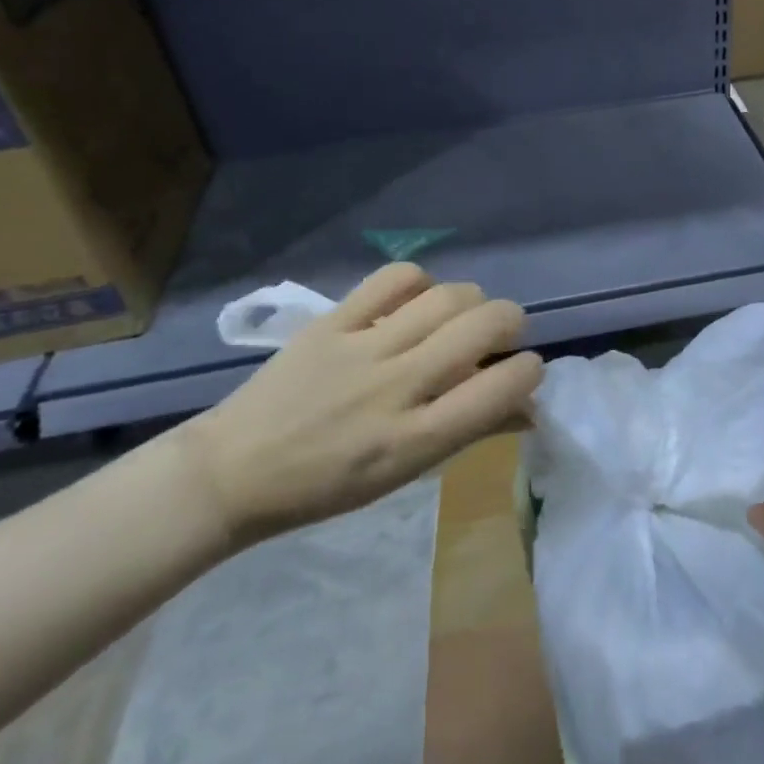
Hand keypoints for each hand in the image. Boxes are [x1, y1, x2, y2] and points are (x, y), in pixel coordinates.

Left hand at [173, 264, 542, 545]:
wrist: (234, 471)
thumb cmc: (330, 485)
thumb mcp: (407, 472)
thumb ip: (470, 432)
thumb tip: (528, 407)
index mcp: (416, 440)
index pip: (501, 388)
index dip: (530, 370)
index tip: (525, 369)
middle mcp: (396, 388)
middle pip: (483, 326)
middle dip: (511, 322)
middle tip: (501, 335)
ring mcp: (362, 349)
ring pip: (447, 296)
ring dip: (472, 300)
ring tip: (462, 315)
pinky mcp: (331, 322)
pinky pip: (393, 278)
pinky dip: (419, 280)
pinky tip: (416, 298)